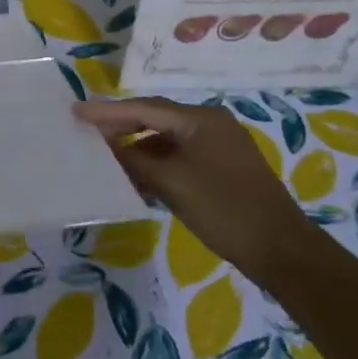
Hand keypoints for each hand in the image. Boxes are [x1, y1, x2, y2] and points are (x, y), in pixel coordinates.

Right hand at [74, 98, 313, 279]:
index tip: (76, 111)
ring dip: (138, 152)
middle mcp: (210, 125)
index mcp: (201, 119)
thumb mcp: (172, 182)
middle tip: (86, 133)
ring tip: (107, 162)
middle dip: (121, 128)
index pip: (145, 108)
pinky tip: (137, 181)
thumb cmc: (224, 208)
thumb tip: (107, 148)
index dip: (108, 111)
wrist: (281, 250)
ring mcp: (219, 148)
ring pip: (166, 142)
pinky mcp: (222, 171)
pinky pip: (179, 159)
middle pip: (155, 120)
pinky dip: (156, 167)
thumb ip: (135, 160)